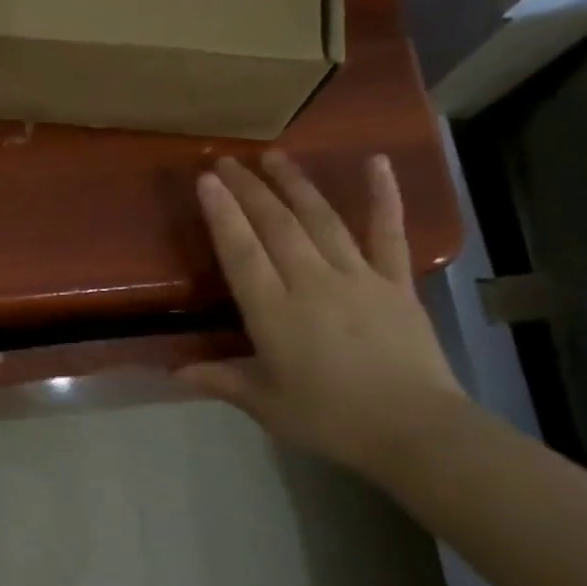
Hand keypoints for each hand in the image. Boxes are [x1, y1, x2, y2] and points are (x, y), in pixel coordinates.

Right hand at [178, 151, 464, 478]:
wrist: (414, 430)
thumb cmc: (331, 419)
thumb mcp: (266, 404)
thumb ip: (220, 379)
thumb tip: (172, 371)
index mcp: (274, 313)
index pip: (241, 252)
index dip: (223, 214)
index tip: (207, 180)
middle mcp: (312, 283)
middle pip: (276, 226)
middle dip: (249, 189)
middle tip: (228, 159)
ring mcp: (357, 277)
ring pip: (321, 219)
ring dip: (295, 184)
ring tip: (274, 155)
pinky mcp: (396, 282)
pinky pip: (387, 232)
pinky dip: (383, 195)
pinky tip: (376, 162)